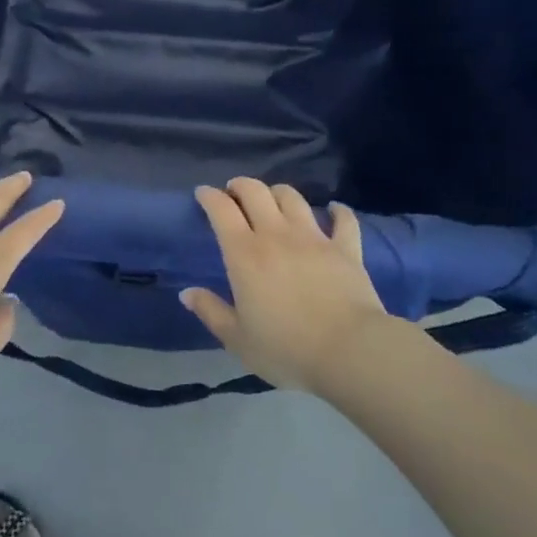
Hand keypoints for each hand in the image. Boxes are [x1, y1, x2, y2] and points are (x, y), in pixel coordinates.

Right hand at [184, 178, 387, 392]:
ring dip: (278, 192)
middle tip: (234, 192)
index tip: (203, 194)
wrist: (349, 352)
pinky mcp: (346, 248)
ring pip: (293, 197)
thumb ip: (211, 311)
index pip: (221, 210)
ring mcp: (314, 238)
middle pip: (255, 192)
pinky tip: (334, 209)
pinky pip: (343, 219)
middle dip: (241, 185)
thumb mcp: (237, 339)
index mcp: (245, 254)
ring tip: (273, 200)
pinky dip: (337, 211)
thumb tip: (187, 293)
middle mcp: (276, 235)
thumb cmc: (286, 349)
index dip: (209, 196)